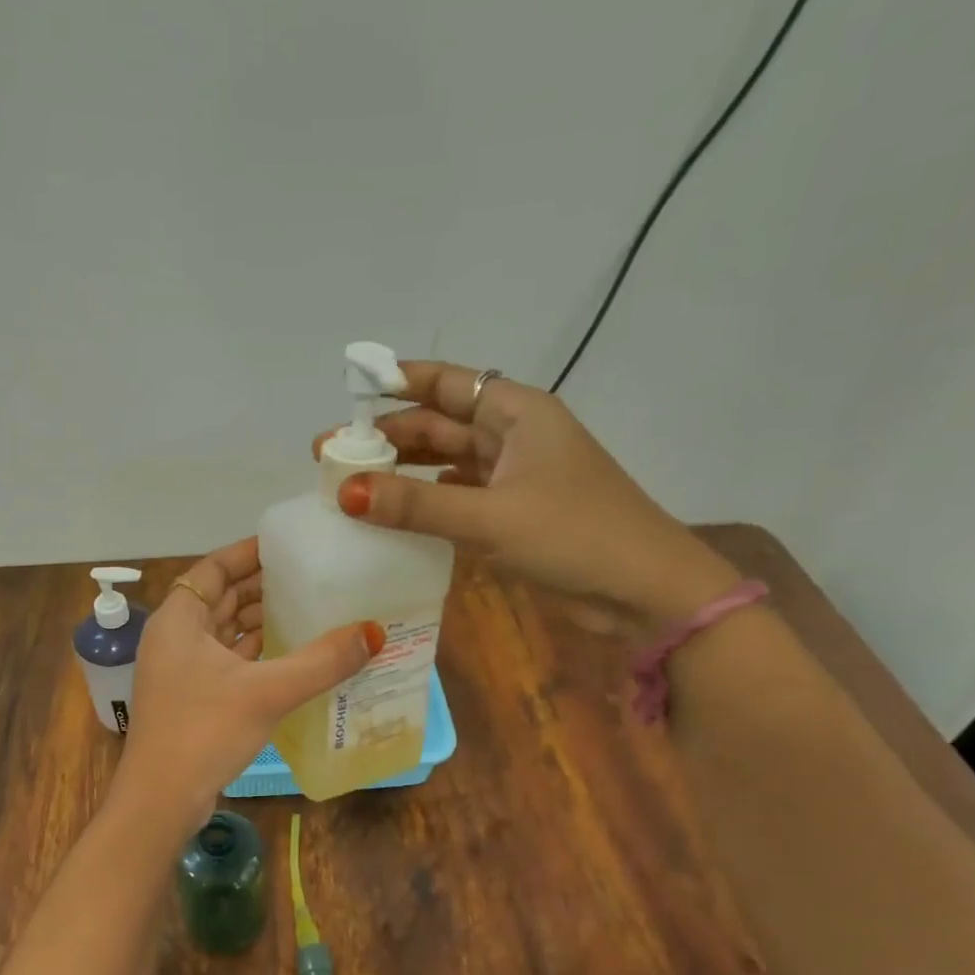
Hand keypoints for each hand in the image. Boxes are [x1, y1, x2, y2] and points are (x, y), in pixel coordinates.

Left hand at [114, 538, 381, 819]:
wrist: (161, 800)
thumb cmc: (204, 731)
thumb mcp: (267, 692)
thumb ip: (321, 661)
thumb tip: (374, 632)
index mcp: (178, 620)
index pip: (214, 568)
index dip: (249, 553)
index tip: (288, 546)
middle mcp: (174, 637)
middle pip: (220, 598)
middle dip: (261, 587)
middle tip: (310, 576)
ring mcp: (180, 670)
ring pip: (224, 632)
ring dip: (259, 621)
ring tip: (307, 609)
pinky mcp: (191, 698)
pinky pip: (227, 660)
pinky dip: (255, 653)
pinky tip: (290, 654)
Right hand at [315, 361, 738, 629]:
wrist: (645, 593)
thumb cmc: (575, 536)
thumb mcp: (490, 517)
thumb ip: (416, 504)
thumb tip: (346, 491)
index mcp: (516, 413)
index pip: (447, 382)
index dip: (397, 382)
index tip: (348, 392)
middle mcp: (512, 437)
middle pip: (439, 425)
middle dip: (386, 437)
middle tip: (329, 456)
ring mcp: (512, 478)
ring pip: (444, 464)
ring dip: (401, 472)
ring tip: (349, 484)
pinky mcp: (512, 515)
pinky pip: (456, 498)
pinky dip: (424, 503)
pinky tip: (391, 515)